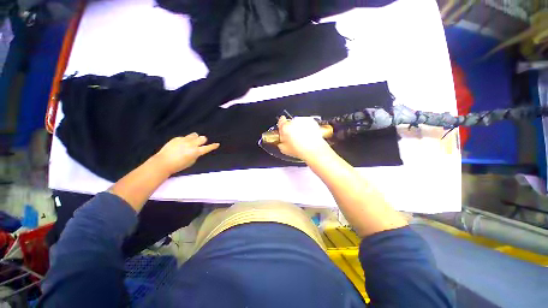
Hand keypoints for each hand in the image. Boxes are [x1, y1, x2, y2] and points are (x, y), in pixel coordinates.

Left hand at [153, 133, 219, 174]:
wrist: (163, 162)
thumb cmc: (178, 165)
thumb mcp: (191, 161)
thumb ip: (196, 154)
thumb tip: (197, 150)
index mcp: (196, 152)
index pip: (208, 147)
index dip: (213, 146)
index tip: (217, 144)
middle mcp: (191, 144)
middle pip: (203, 138)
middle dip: (203, 141)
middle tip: (199, 144)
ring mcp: (184, 140)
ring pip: (194, 135)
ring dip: (195, 138)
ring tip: (191, 142)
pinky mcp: (177, 138)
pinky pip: (185, 137)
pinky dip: (185, 140)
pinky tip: (180, 145)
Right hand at [277, 116, 330, 160]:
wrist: (314, 150)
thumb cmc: (301, 150)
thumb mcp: (284, 149)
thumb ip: (280, 142)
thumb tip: (281, 141)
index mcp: (285, 127)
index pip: (280, 121)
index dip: (281, 126)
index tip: (283, 128)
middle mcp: (294, 122)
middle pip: (289, 123)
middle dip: (290, 129)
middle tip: (292, 138)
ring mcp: (303, 121)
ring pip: (298, 123)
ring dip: (298, 128)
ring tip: (301, 138)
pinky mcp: (311, 121)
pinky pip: (306, 123)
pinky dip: (306, 128)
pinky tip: (307, 136)